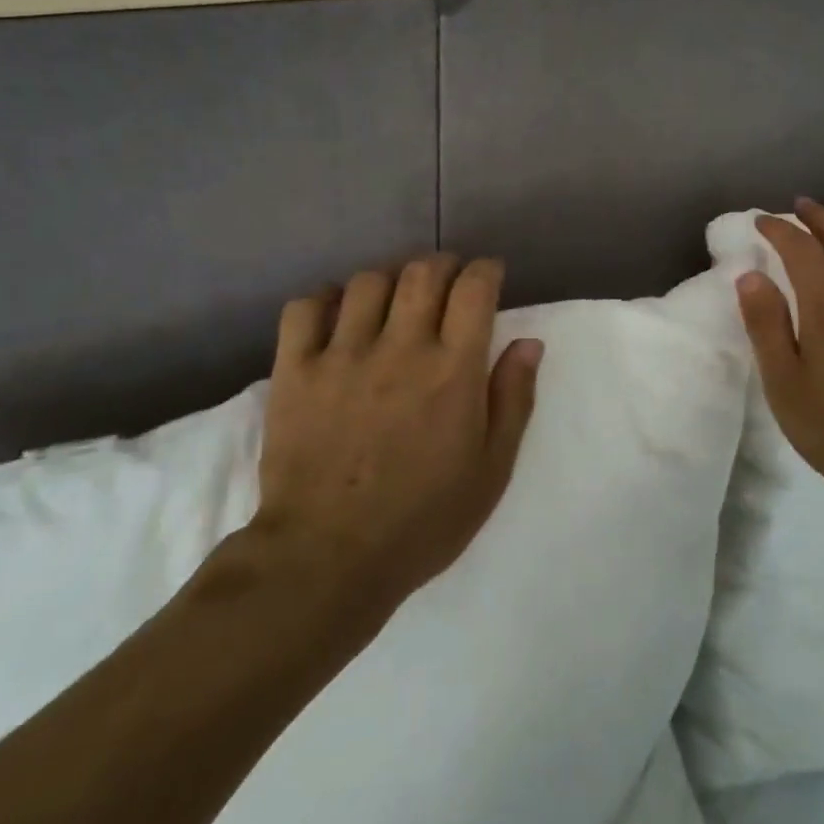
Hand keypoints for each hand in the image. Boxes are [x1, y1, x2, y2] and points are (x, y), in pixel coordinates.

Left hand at [253, 253, 542, 613]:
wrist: (327, 558)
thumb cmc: (423, 519)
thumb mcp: (491, 470)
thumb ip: (513, 399)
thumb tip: (528, 342)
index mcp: (452, 370)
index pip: (474, 289)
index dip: (486, 271)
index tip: (489, 276)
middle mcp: (399, 348)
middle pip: (422, 273)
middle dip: (442, 265)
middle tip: (447, 282)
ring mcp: (341, 355)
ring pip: (367, 282)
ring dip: (390, 280)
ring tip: (394, 300)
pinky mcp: (294, 371)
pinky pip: (305, 307)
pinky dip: (325, 298)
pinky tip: (337, 314)